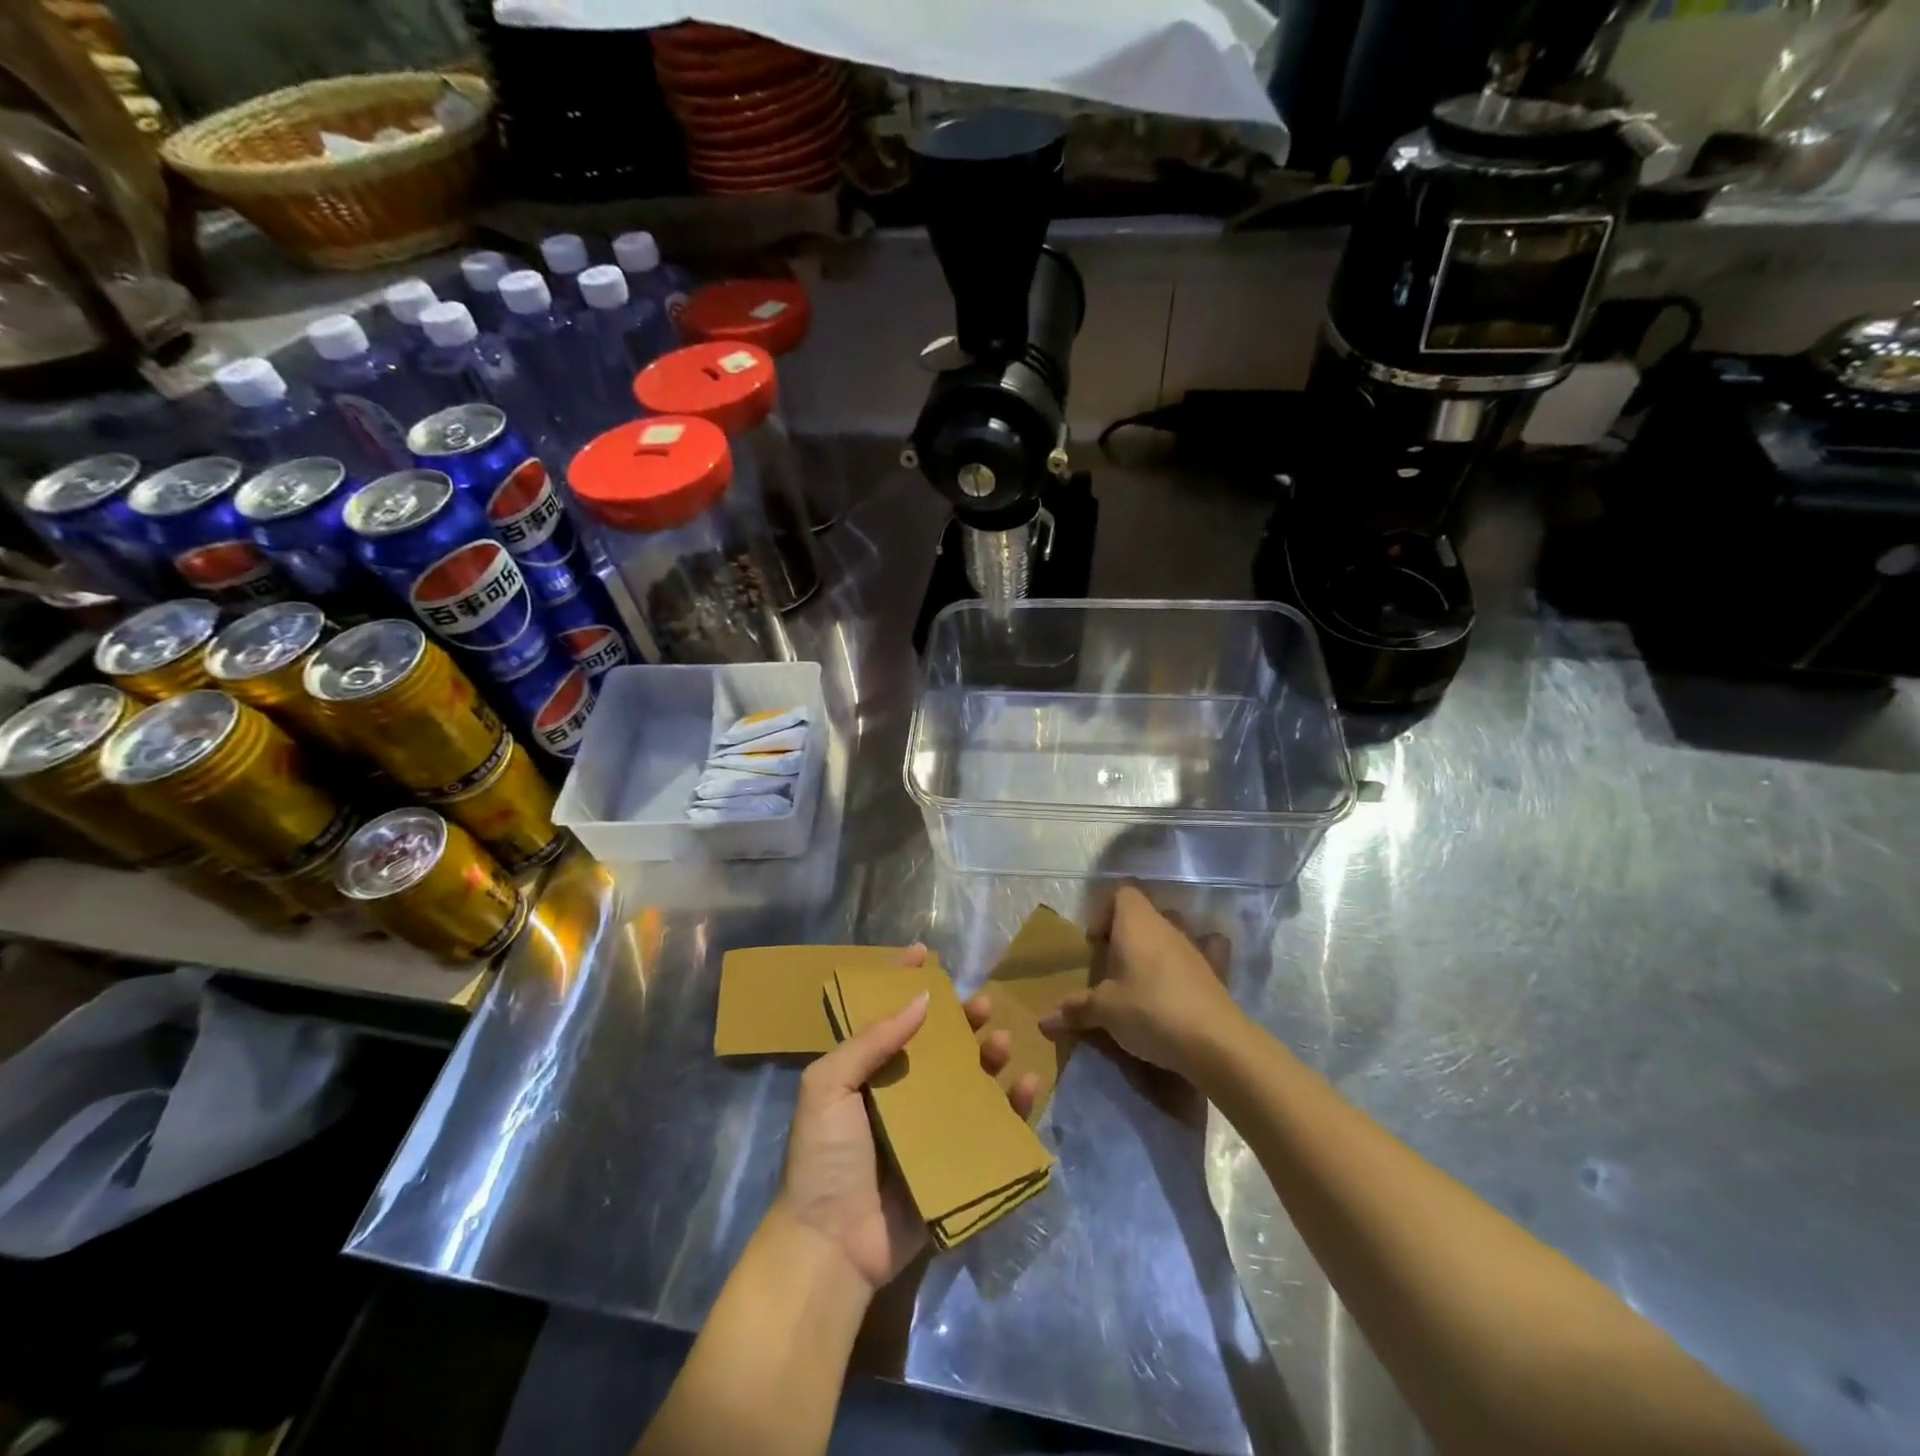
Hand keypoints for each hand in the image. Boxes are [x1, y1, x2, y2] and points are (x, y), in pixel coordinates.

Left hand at [776, 947, 1039, 1292]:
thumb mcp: (828, 1086)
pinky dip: (1013, 1105)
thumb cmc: (824, 1158)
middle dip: (961, 1020)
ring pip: (969, 1079)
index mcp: (866, 1072)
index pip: (889, 1016)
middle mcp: (900, 1093)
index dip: (904, 982)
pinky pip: (991, 1126)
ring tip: (1001, 1042)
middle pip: (938, 1045)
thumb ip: (870, 1040)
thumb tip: (921, 998)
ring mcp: (930, 1128)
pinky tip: (1028, 1085)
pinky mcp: (955, 1161)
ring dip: (989, 1056)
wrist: (831, 1246)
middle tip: (981, 1004)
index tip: (926, 954)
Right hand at [1038, 885, 1240, 1079]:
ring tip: (1143, 979)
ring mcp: (1195, 946)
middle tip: (1113, 968)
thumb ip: (1075, 1009)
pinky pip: (1206, 952)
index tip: (1096, 944)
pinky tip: (1186, 979)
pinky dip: (1195, 959)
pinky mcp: (1216, 971)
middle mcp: (1167, 925)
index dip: (1105, 912)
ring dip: (1157, 947)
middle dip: (1127, 934)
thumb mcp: (1104, 1011)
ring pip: (1172, 932)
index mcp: (1136, 922)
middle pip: (1145, 913)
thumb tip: (1043, 1020)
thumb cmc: (1149, 1011)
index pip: (1122, 892)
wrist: (1214, 1042)